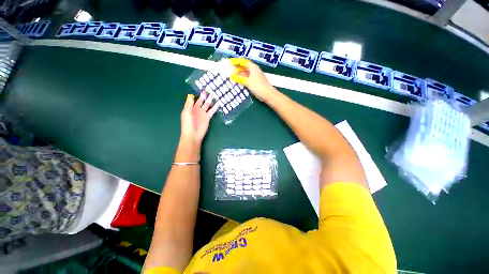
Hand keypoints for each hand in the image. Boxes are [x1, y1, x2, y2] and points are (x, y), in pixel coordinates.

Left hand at [180, 92, 218, 147]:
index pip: (193, 99)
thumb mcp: (186, 113)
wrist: (193, 134)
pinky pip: (212, 111)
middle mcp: (196, 109)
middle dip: (204, 96)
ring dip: (210, 100)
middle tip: (209, 89)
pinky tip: (218, 103)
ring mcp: (203, 113)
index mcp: (190, 108)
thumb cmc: (188, 124)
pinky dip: (215, 107)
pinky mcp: (208, 117)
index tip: (201, 88)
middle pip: (201, 101)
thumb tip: (191, 96)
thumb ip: (189, 105)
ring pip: (207, 105)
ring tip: (214, 94)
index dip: (196, 95)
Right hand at [229, 58, 276, 101]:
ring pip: (244, 74)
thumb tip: (231, 76)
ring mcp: (254, 76)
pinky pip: (246, 79)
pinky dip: (241, 80)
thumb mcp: (247, 81)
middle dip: (236, 69)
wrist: (267, 94)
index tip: (229, 63)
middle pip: (243, 67)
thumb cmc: (258, 86)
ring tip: (232, 78)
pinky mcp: (254, 82)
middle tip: (229, 72)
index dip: (235, 61)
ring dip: (238, 75)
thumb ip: (239, 78)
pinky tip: (237, 82)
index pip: (242, 61)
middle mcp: (253, 70)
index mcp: (252, 67)